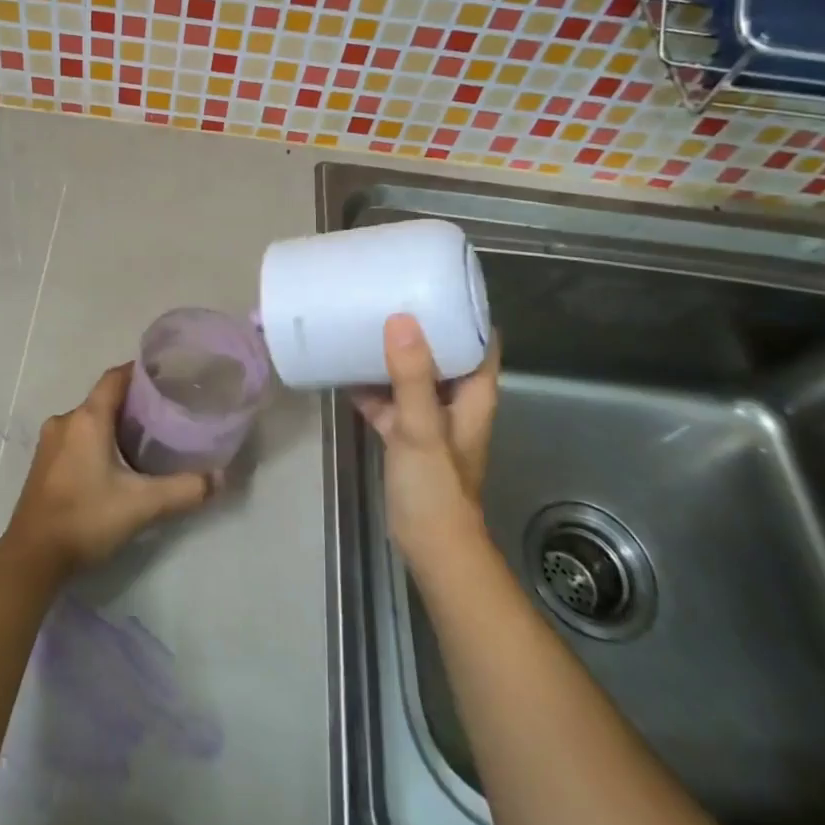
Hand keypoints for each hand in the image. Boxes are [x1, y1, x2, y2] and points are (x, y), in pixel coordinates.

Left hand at [4, 363, 218, 577]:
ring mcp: (50, 443)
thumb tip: (221, 478)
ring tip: (144, 439)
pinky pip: (75, 438)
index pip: (116, 377)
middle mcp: (66, 421)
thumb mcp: (143, 504)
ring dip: (113, 424)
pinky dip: (96, 441)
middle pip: (103, 398)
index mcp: (87, 418)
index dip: (140, 373)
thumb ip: (185, 489)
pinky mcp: (43, 464)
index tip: (167, 377)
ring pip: (88, 420)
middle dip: (132, 402)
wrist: (31, 558)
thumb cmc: (86, 518)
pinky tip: (114, 464)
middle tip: (165, 414)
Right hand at [353, 314, 498, 576]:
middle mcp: (454, 399)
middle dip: (419, 325)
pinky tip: (344, 368)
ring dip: (392, 353)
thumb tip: (401, 319)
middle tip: (389, 293)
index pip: (479, 339)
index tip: (436, 281)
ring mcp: (428, 417)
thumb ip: (411, 377)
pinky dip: (371, 384)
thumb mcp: (422, 426)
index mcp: (472, 392)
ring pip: (411, 374)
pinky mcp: (404, 434)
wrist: (429, 543)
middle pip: (441, 351)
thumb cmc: (435, 485)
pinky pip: (388, 399)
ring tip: (365, 321)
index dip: (464, 310)